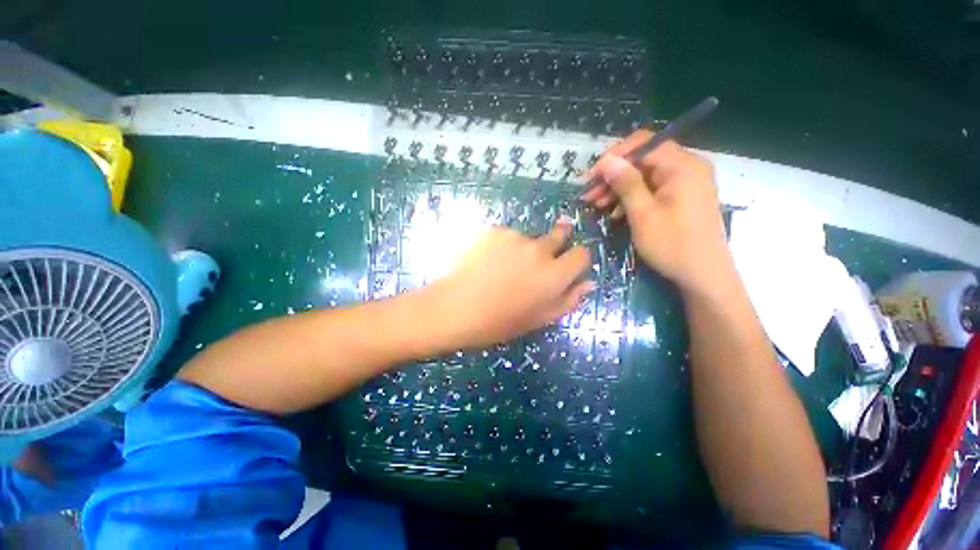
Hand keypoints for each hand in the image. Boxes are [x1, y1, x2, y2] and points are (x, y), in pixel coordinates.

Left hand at [428, 221, 592, 349]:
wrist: (453, 308)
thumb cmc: (497, 322)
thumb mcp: (538, 319)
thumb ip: (568, 300)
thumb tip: (587, 283)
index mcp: (554, 275)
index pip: (581, 254)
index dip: (576, 260)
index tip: (567, 267)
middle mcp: (539, 250)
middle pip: (560, 234)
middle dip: (557, 244)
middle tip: (536, 262)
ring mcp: (514, 237)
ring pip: (530, 238)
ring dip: (525, 249)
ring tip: (503, 269)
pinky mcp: (493, 231)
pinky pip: (507, 236)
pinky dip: (503, 246)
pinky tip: (488, 262)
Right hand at [582, 131, 732, 296]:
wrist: (704, 276)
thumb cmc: (673, 245)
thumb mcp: (643, 214)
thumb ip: (626, 183)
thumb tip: (607, 160)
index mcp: (682, 166)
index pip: (643, 144)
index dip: (614, 157)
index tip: (592, 177)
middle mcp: (687, 167)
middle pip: (643, 159)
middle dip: (613, 175)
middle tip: (590, 195)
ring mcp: (686, 182)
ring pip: (645, 175)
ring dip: (619, 188)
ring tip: (599, 205)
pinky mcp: (682, 197)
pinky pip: (653, 188)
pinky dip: (633, 197)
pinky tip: (616, 212)